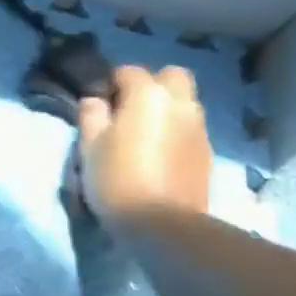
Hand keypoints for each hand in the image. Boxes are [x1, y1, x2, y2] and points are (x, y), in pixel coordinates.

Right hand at [77, 65, 212, 223]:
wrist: (162, 223)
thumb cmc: (117, 179)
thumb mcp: (89, 147)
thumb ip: (91, 116)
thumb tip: (95, 100)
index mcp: (148, 96)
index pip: (129, 72)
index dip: (111, 85)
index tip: (100, 106)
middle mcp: (180, 103)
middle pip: (171, 77)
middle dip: (151, 86)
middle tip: (130, 111)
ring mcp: (198, 127)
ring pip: (184, 102)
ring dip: (166, 109)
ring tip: (145, 134)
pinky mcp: (206, 151)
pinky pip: (190, 128)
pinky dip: (176, 131)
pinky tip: (160, 154)